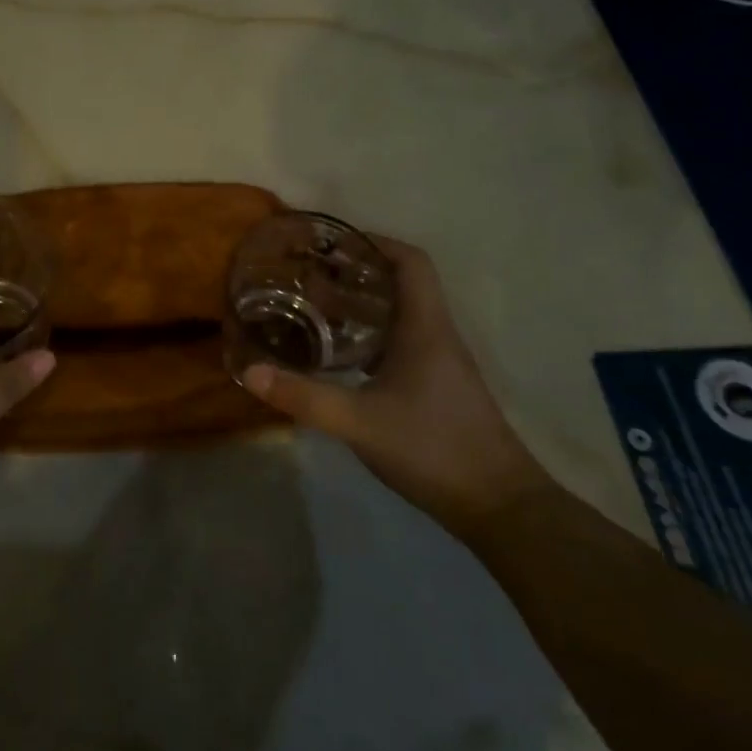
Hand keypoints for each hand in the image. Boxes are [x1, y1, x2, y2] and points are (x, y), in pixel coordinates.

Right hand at [239, 235, 552, 539]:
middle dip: (355, 274)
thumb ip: (305, 396)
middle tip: (309, 277)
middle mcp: (436, 336)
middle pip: (400, 285)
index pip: (411, 262)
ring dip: (361, 306)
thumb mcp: (360, 422)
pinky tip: (340, 356)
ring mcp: (440, 363)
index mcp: (426, 328)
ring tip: (315, 308)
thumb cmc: (434, 449)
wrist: (500, 507)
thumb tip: (251, 371)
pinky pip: (400, 343)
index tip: (333, 244)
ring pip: (400, 315)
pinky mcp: (437, 388)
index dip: (375, 243)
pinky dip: (369, 337)